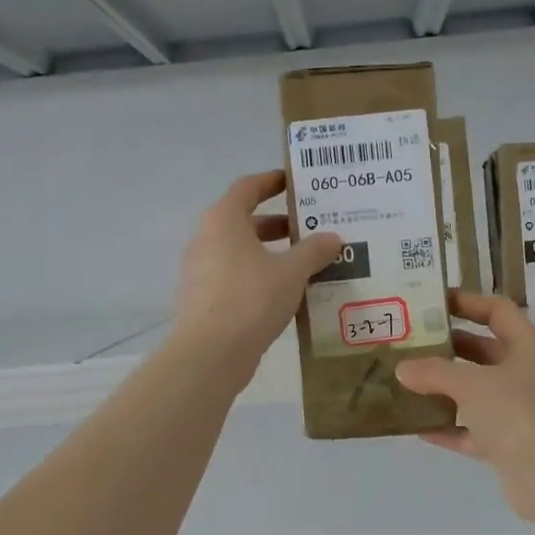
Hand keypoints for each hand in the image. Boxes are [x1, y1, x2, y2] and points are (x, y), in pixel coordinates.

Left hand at [172, 170, 341, 375]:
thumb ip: (314, 251)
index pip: (248, 187)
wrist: (211, 353)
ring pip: (241, 252)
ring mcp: (201, 271)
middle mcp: (207, 239)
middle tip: (311, 229)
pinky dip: (260, 277)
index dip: (272, 181)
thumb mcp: (291, 272)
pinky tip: (286, 293)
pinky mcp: (204, 299)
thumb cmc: (251, 299)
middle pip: (245, 221)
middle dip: (279, 224)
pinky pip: (236, 277)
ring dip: (271, 253)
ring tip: (306, 263)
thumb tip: (333, 237)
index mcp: (223, 220)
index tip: (295, 183)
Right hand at [395, 291, 534, 519]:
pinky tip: (416, 425)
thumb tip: (402, 369)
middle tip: (412, 341)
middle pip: (485, 352)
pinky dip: (447, 427)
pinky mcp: (507, 445)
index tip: (434, 301)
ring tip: (407, 380)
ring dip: (445, 388)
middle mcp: (526, 376)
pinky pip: (471, 430)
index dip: (468, 302)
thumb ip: (434, 372)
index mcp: (528, 349)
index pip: (499, 312)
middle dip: (450, 346)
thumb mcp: (471, 384)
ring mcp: (518, 413)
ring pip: (476, 393)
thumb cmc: (516, 413)